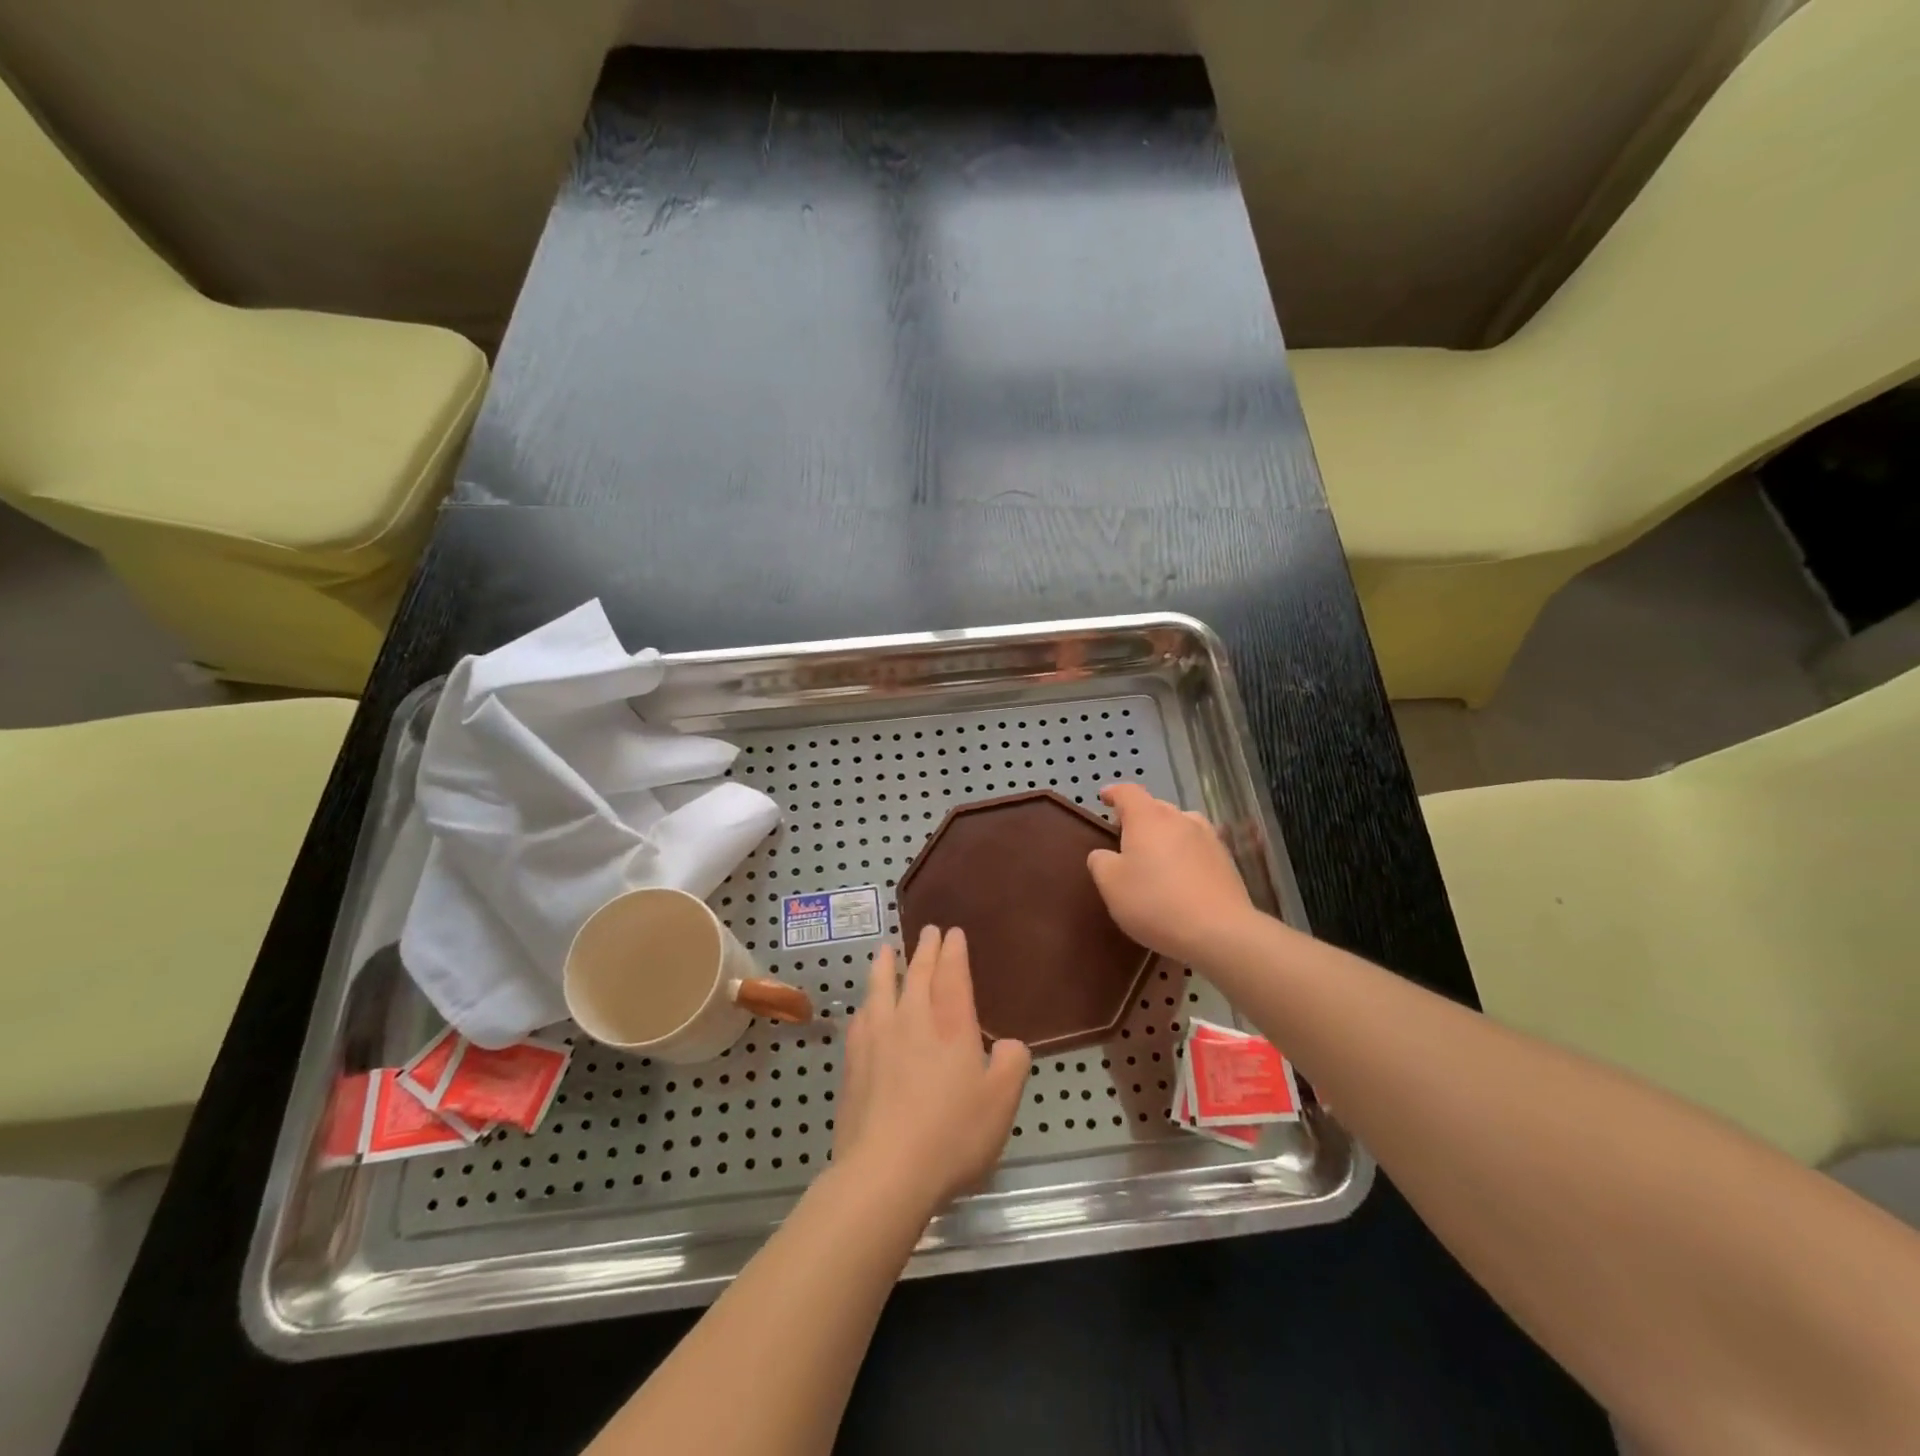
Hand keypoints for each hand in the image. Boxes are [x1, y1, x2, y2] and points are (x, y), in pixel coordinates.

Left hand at [832, 926, 1030, 1217]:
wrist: (885, 1172)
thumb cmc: (952, 1134)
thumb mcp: (1001, 1102)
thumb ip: (1012, 1064)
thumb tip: (1009, 1044)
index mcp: (950, 1025)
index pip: (952, 975)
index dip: (954, 951)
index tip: (953, 932)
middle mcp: (911, 1020)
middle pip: (918, 974)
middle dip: (925, 949)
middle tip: (928, 931)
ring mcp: (877, 1039)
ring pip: (881, 988)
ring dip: (886, 965)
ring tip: (886, 950)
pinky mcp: (853, 1063)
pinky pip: (860, 1019)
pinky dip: (866, 1004)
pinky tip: (864, 1007)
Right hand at [1086, 783, 1253, 965]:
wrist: (1220, 932)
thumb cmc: (1155, 902)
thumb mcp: (1111, 884)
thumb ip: (1100, 862)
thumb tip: (1104, 854)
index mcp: (1148, 818)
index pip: (1127, 792)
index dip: (1113, 793)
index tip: (1103, 798)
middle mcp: (1180, 819)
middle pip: (1155, 807)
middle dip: (1138, 817)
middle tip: (1125, 837)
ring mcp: (1208, 838)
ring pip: (1180, 825)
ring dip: (1164, 834)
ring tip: (1155, 856)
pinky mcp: (1226, 861)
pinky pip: (1197, 847)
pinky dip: (1184, 853)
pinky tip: (1180, 877)